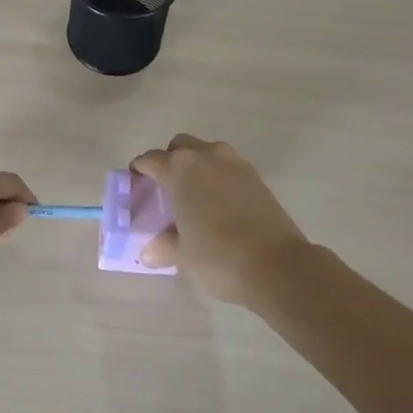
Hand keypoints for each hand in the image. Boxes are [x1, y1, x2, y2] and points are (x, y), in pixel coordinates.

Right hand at [130, 134, 310, 304]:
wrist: (277, 265)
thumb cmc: (218, 256)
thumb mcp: (183, 255)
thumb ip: (163, 246)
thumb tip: (150, 250)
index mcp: (180, 168)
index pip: (150, 159)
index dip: (139, 171)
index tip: (135, 184)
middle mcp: (206, 156)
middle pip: (180, 147)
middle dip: (169, 162)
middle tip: (166, 190)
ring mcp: (234, 163)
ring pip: (206, 153)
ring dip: (197, 167)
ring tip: (195, 198)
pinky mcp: (256, 176)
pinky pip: (228, 167)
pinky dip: (218, 178)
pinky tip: (219, 205)